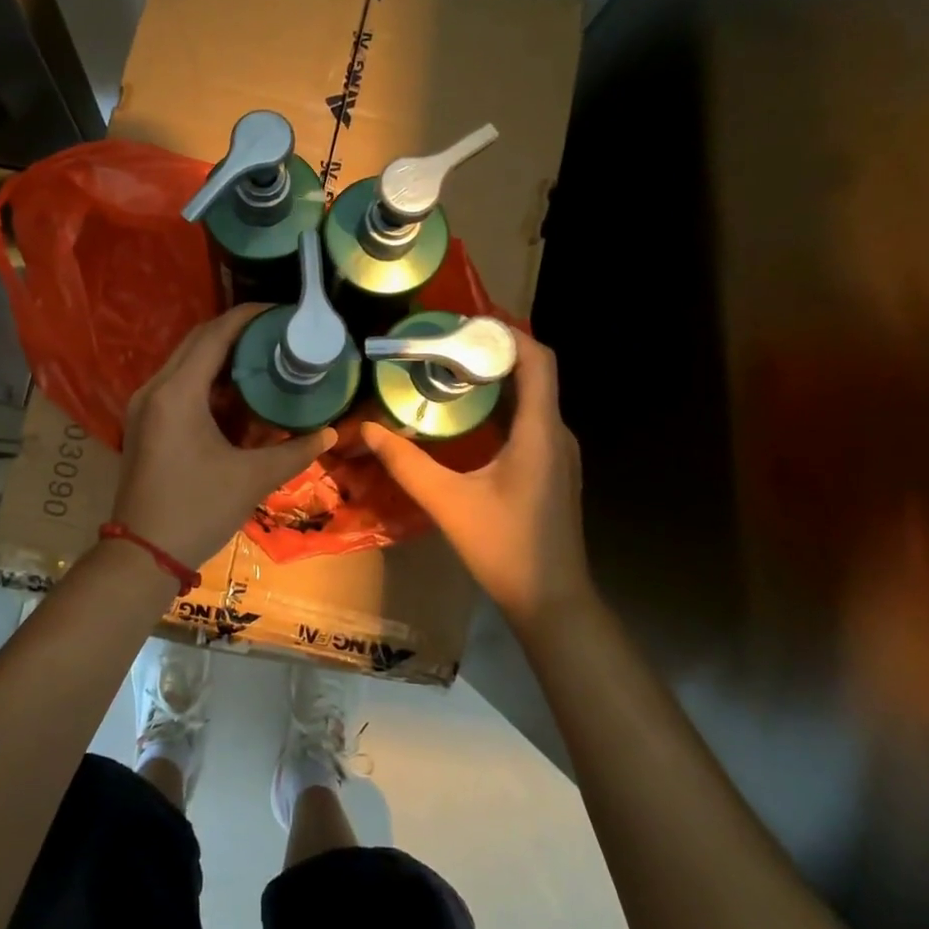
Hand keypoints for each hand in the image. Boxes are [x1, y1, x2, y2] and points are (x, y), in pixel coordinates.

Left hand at [111, 306, 336, 569]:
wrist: (142, 555)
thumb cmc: (197, 510)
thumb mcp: (252, 479)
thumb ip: (296, 452)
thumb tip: (332, 432)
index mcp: (177, 393)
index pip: (215, 335)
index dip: (248, 317)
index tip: (281, 311)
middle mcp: (154, 388)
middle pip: (196, 341)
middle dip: (235, 331)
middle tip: (276, 333)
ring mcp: (143, 405)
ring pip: (184, 362)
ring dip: (220, 355)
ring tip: (262, 356)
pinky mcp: (143, 422)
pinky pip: (177, 384)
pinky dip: (206, 379)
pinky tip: (235, 392)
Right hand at [362, 329, 590, 628]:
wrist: (552, 602)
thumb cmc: (504, 548)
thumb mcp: (447, 503)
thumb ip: (406, 463)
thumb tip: (369, 429)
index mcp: (540, 432)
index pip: (538, 360)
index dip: (507, 334)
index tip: (464, 325)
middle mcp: (556, 434)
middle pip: (533, 374)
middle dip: (491, 353)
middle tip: (443, 347)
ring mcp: (558, 454)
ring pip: (531, 399)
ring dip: (495, 381)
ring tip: (449, 374)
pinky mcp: (553, 470)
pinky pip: (530, 421)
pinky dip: (501, 407)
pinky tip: (468, 420)